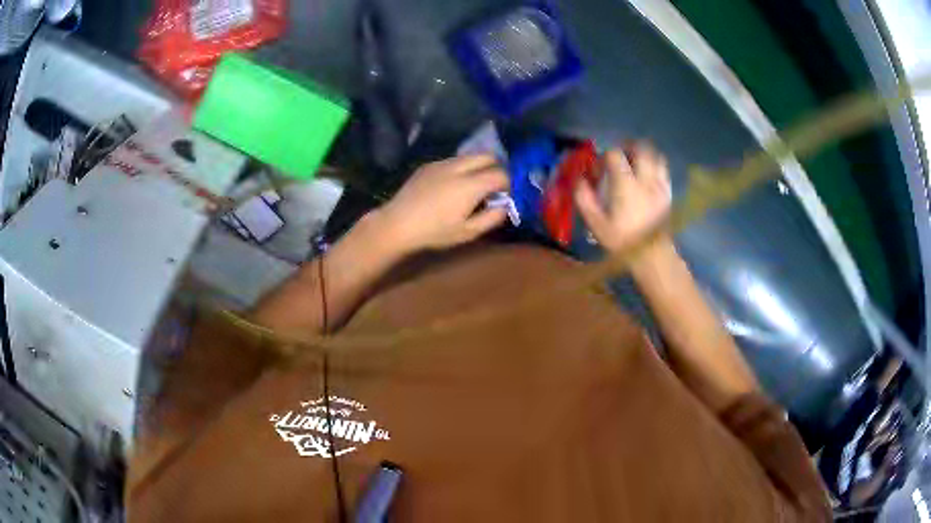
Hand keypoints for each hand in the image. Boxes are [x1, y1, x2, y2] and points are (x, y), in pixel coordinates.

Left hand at [377, 155, 508, 253]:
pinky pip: (453, 160)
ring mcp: (442, 163)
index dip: (508, 184)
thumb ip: (492, 218)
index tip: (505, 196)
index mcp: (471, 185)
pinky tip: (452, 186)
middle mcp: (459, 167)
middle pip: (488, 156)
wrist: (397, 224)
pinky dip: (461, 168)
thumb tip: (505, 206)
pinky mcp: (429, 165)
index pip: (501, 174)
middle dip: (496, 168)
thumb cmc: (434, 232)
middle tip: (494, 186)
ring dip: (479, 166)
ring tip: (474, 185)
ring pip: (470, 156)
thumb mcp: (468, 232)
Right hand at [574, 143, 671, 252]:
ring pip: (655, 155)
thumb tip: (580, 180)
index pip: (614, 154)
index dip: (603, 158)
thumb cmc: (623, 241)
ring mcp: (660, 184)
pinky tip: (647, 177)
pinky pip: (663, 169)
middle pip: (640, 147)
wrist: (653, 256)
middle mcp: (646, 179)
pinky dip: (655, 166)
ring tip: (634, 164)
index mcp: (626, 184)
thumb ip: (584, 199)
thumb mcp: (596, 225)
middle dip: (627, 147)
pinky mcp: (669, 192)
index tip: (598, 171)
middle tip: (618, 158)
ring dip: (643, 155)